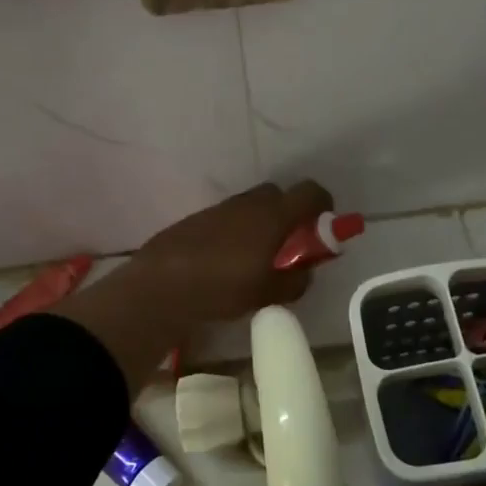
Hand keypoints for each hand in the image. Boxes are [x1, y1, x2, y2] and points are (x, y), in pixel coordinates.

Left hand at [130, 180, 333, 322]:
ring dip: (262, 224)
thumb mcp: (268, 293)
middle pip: (280, 195)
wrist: (161, 284)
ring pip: (253, 207)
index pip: (311, 192)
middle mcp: (250, 203)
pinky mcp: (199, 218)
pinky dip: (238, 231)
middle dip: (290, 216)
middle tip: (289, 247)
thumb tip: (304, 272)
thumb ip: (295, 281)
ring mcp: (222, 208)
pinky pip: (230, 217)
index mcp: (273, 215)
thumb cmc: (223, 287)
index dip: (323, 205)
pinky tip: (228, 261)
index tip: (324, 227)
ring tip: (257, 259)